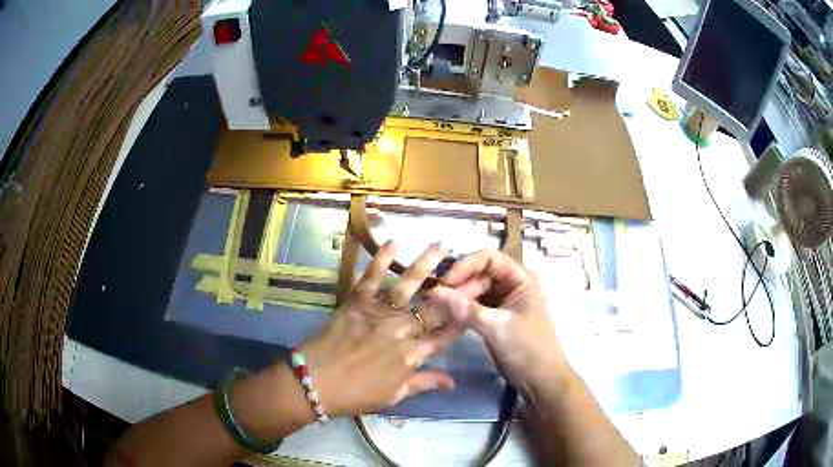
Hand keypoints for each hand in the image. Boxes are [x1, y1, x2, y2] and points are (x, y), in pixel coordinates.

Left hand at [300, 241, 460, 417]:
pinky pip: (369, 279)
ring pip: (406, 286)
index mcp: (411, 356)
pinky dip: (379, 260)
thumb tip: (452, 381)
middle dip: (457, 287)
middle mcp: (400, 331)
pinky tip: (392, 243)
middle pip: (434, 306)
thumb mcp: (393, 396)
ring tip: (440, 246)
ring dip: (424, 265)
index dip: (464, 317)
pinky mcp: (355, 303)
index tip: (479, 300)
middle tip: (473, 269)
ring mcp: (377, 314)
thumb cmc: (356, 395)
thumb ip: (423, 383)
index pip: (445, 334)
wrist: (315, 383)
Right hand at [427, 250, 568, 391]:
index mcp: (520, 278)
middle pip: (479, 274)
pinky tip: (445, 317)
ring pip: (475, 291)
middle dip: (458, 284)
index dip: (466, 265)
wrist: (540, 380)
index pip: (489, 258)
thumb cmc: (526, 348)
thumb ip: (465, 309)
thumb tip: (433, 293)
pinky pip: (475, 307)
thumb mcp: (496, 327)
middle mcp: (512, 285)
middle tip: (434, 299)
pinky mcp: (496, 318)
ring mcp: (504, 302)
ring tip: (436, 308)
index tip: (445, 281)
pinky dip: (461, 310)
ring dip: (458, 298)